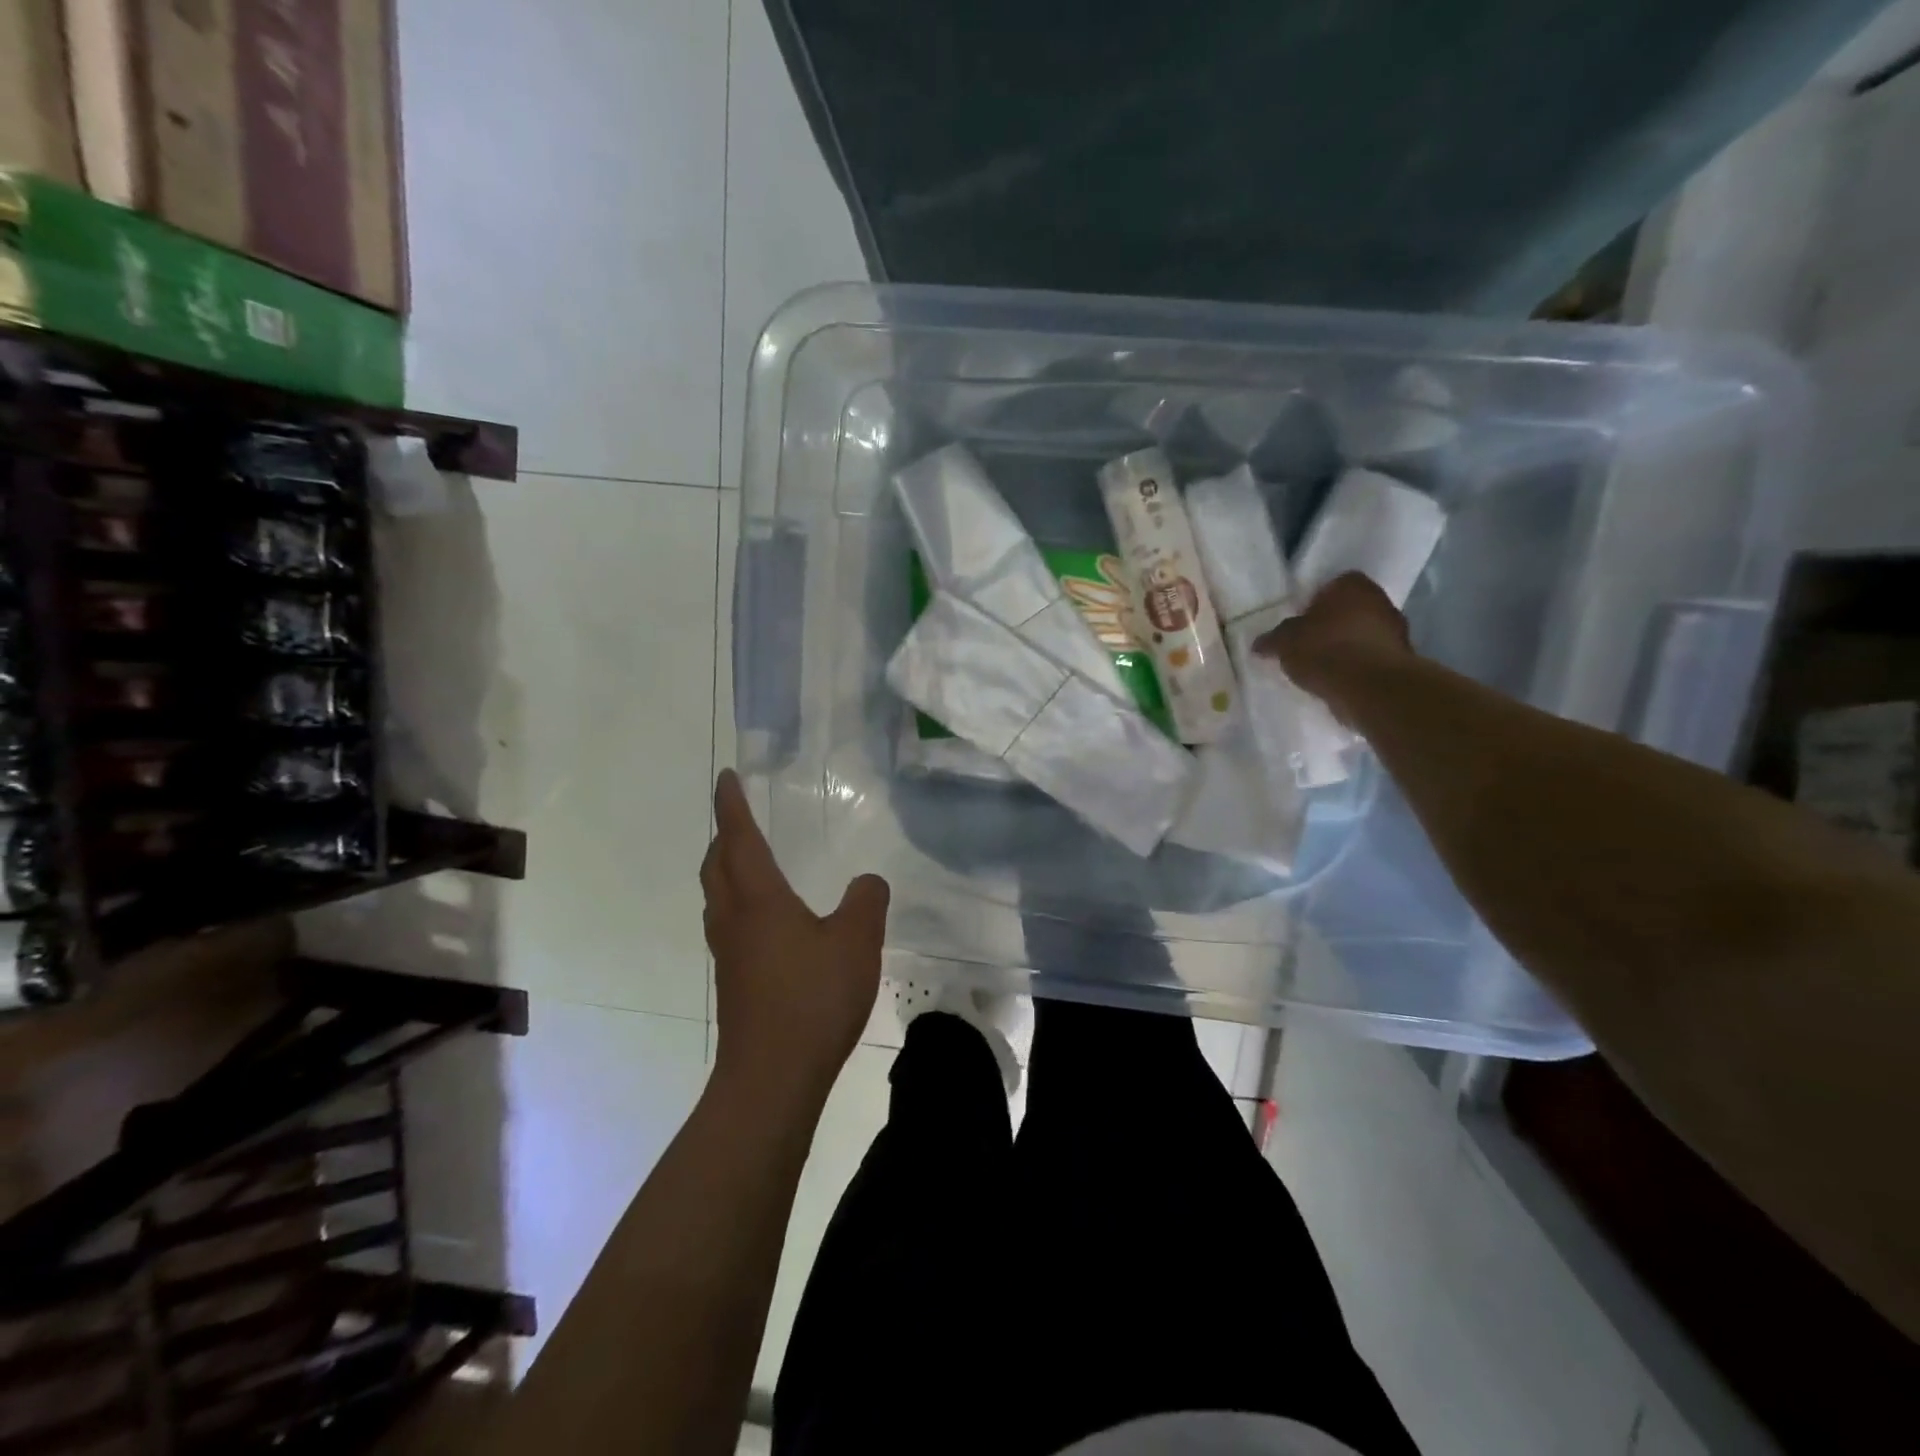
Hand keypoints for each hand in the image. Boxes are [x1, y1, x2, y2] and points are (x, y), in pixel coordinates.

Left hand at [701, 770, 889, 1102]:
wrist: (772, 1077)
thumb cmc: (812, 998)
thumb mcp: (857, 941)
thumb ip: (867, 901)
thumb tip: (868, 881)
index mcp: (759, 899)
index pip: (739, 838)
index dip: (732, 805)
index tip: (726, 777)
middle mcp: (734, 919)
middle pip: (717, 866)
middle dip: (723, 836)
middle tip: (738, 818)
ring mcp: (729, 954)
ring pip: (718, 897)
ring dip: (726, 871)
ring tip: (749, 863)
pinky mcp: (734, 982)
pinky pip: (729, 925)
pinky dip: (738, 904)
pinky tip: (767, 922)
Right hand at [1252, 572, 1411, 717]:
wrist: (1369, 688)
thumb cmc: (1324, 651)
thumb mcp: (1284, 643)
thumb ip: (1272, 640)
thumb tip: (1258, 644)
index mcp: (1352, 585)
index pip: (1331, 585)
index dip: (1314, 603)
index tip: (1300, 624)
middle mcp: (1380, 599)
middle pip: (1350, 609)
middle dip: (1332, 624)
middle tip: (1308, 644)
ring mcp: (1396, 630)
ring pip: (1363, 633)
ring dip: (1347, 646)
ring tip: (1322, 667)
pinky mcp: (1402, 660)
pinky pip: (1372, 658)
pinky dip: (1358, 666)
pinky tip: (1340, 682)